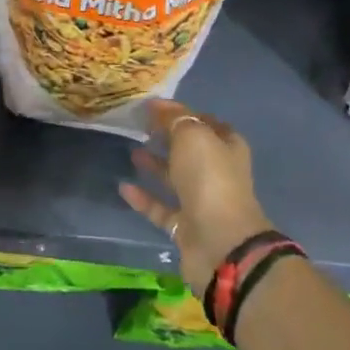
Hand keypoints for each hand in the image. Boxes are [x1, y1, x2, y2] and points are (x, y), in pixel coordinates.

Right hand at [118, 99, 272, 293]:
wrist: (219, 243)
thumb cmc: (210, 178)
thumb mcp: (193, 136)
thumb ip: (175, 119)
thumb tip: (157, 106)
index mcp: (227, 146)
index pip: (204, 122)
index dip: (181, 112)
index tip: (152, 106)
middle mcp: (216, 172)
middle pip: (189, 150)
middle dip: (167, 137)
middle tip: (139, 126)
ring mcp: (201, 201)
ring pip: (174, 178)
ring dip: (155, 165)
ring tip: (130, 150)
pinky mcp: (184, 227)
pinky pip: (160, 207)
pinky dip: (143, 197)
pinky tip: (123, 186)